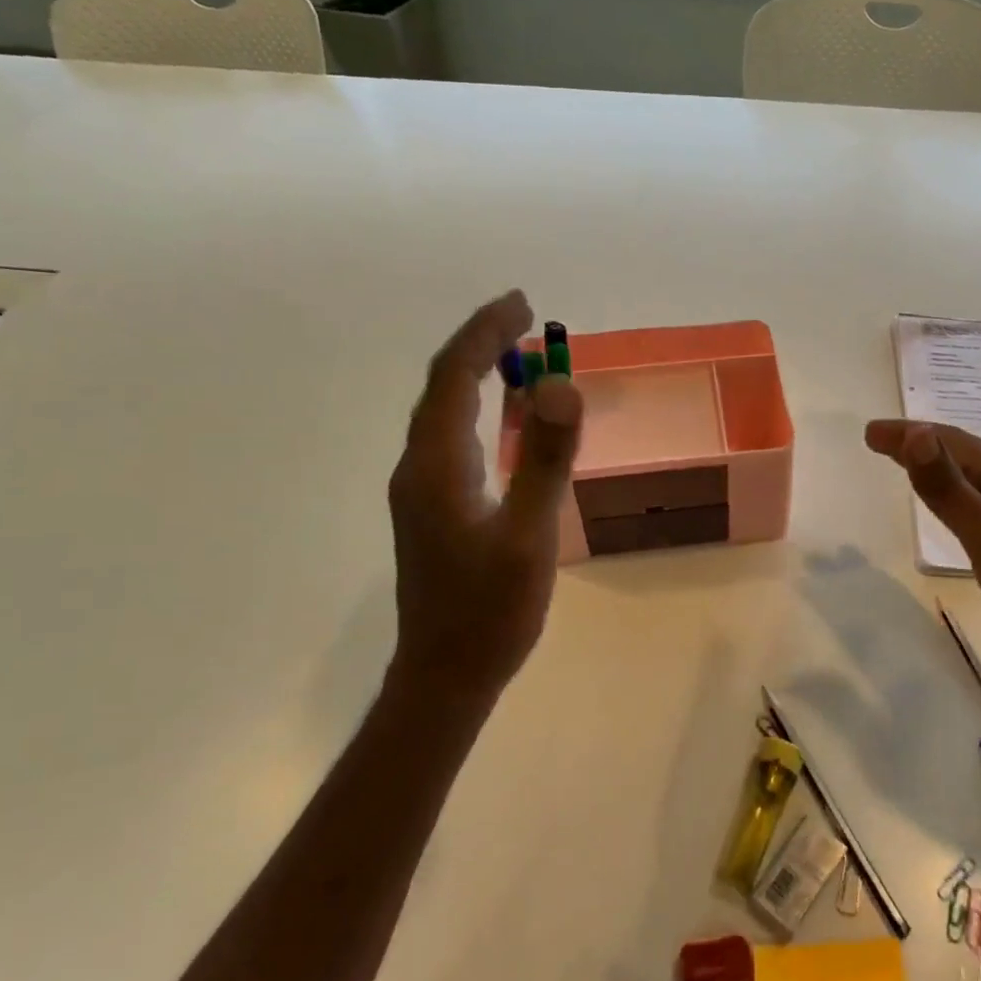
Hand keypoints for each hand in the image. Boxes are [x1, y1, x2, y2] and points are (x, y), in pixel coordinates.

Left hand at [388, 291, 582, 702]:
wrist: (445, 677)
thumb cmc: (489, 611)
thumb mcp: (528, 535)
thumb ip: (545, 459)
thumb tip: (560, 384)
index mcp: (435, 464)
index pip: (453, 376)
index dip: (484, 332)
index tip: (522, 303)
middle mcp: (419, 467)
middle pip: (444, 387)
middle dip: (482, 344)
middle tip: (527, 319)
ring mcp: (424, 490)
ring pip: (448, 413)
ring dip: (482, 376)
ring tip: (524, 355)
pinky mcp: (436, 508)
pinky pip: (458, 439)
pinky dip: (484, 411)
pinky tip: (511, 420)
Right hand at [864, 420, 980, 689]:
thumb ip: (949, 489)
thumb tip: (915, 433)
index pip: (953, 442)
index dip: (910, 433)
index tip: (869, 433)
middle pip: (962, 456)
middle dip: (919, 443)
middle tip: (876, 441)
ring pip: (970, 480)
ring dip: (934, 467)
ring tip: (903, 462)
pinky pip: (977, 505)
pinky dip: (951, 496)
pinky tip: (948, 508)